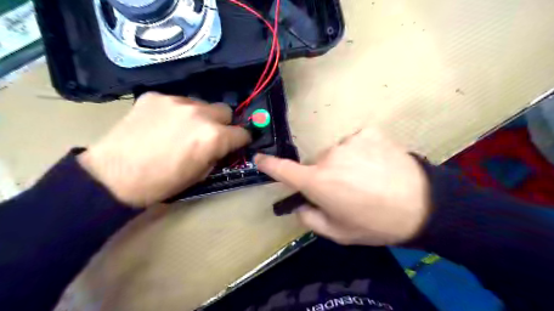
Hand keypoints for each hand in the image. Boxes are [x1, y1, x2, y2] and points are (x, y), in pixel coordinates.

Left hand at [78, 93, 251, 207]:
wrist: (112, 176)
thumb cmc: (161, 183)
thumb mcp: (200, 176)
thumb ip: (217, 156)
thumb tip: (223, 147)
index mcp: (213, 137)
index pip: (242, 133)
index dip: (241, 141)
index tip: (235, 145)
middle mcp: (200, 113)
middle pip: (226, 110)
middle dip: (223, 124)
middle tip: (209, 135)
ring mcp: (176, 101)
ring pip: (202, 104)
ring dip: (200, 116)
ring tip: (182, 129)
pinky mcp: (155, 96)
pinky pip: (177, 101)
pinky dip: (177, 112)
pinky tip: (162, 124)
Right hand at [255, 128, 432, 244]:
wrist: (423, 206)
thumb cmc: (376, 223)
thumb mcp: (338, 232)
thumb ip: (310, 218)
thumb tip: (301, 204)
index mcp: (318, 181)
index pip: (283, 170)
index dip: (269, 164)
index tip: (259, 158)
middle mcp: (328, 156)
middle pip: (317, 164)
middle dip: (325, 176)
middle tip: (347, 190)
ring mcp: (349, 141)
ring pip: (337, 153)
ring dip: (344, 164)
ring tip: (367, 178)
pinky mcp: (369, 132)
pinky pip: (355, 143)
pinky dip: (361, 152)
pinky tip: (377, 164)